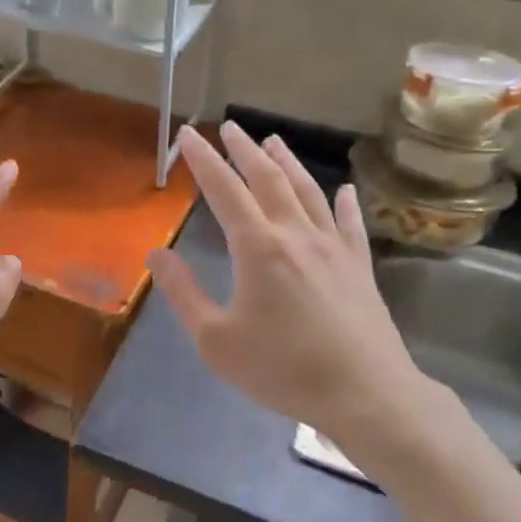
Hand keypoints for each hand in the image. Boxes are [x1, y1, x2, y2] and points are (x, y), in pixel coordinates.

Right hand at [148, 123, 440, 453]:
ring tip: (273, 140)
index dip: (204, 160)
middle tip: (229, 127)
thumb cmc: (282, 369)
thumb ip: (183, 293)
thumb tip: (155, 254)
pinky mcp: (359, 267)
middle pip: (268, 179)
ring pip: (308, 192)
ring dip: (288, 163)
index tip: (189, 134)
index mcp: (258, 248)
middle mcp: (296, 235)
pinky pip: (350, 224)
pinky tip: (344, 188)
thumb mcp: (216, 340)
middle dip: (244, 150)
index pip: (224, 190)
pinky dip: (344, 202)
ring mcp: (333, 248)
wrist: (365, 394)